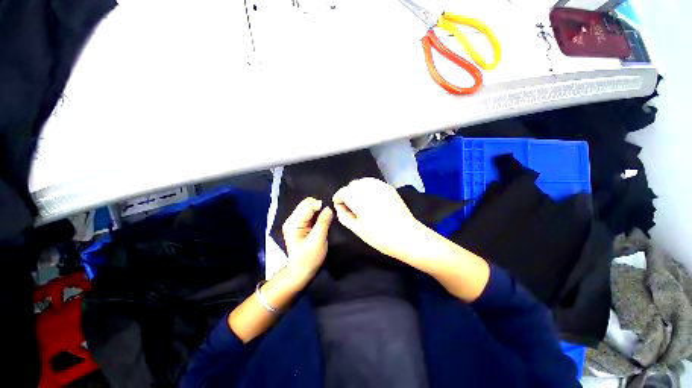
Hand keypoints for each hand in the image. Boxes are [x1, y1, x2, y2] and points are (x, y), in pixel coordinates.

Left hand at [282, 197, 333, 280]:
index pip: (307, 205)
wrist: (301, 270)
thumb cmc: (309, 258)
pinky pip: (309, 213)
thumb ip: (323, 223)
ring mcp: (295, 221)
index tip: (330, 213)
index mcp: (293, 223)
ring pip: (308, 207)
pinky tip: (321, 221)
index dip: (320, 206)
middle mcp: (292, 219)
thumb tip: (329, 208)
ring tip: (326, 219)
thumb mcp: (318, 241)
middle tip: (328, 217)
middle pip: (307, 203)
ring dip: (319, 210)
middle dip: (319, 207)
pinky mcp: (299, 224)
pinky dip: (317, 214)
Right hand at [332, 178, 426, 261]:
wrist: (407, 236)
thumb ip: (344, 217)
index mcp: (359, 199)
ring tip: (361, 202)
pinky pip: (373, 183)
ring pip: (362, 181)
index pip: (343, 192)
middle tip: (351, 207)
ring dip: (358, 189)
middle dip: (348, 194)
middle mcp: (368, 189)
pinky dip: (368, 188)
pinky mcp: (389, 188)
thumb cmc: (380, 237)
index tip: (341, 208)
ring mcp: (380, 186)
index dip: (338, 199)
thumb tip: (340, 208)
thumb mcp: (358, 230)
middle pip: (352, 185)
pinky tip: (371, 198)